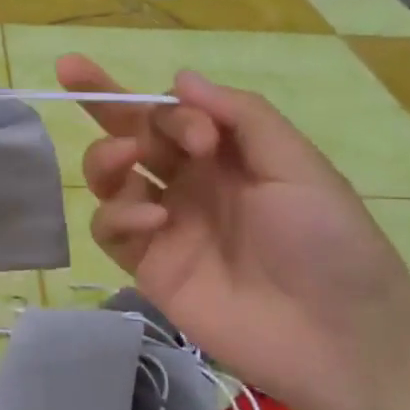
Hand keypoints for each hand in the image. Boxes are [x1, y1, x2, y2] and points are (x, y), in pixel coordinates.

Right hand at [57, 54, 409, 409]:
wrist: (336, 338)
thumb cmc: (329, 244)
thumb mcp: (298, 167)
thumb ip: (241, 117)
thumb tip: (178, 78)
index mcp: (225, 156)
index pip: (172, 113)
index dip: (166, 107)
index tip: (197, 134)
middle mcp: (189, 183)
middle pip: (131, 134)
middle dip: (102, 100)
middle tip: (72, 70)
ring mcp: (165, 225)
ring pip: (110, 179)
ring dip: (105, 158)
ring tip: (124, 160)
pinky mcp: (148, 266)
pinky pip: (111, 229)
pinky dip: (118, 215)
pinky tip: (151, 220)